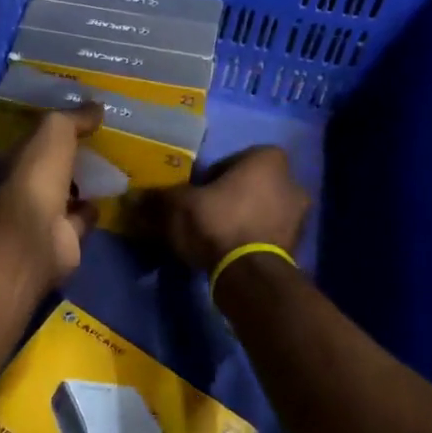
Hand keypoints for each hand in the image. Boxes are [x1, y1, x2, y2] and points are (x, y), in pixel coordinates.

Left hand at [0, 104, 103, 289]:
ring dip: (80, 186)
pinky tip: (108, 198)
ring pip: (63, 196)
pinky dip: (91, 211)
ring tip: (107, 170)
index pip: (25, 144)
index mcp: (4, 163)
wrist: (35, 238)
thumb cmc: (34, 177)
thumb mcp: (53, 132)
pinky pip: (79, 220)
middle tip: (95, 146)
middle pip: (45, 171)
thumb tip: (96, 105)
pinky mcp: (60, 241)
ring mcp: (37, 218)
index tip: (73, 124)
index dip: (46, 135)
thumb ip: (73, 118)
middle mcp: (17, 191)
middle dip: (66, 161)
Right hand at [144, 146, 309, 273]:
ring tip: (214, 236)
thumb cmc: (217, 222)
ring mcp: (299, 215)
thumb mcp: (178, 205)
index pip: (233, 160)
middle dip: (229, 196)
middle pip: (250, 185)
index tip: (196, 192)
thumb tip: (132, 197)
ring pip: (260, 209)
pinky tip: (228, 251)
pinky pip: (267, 234)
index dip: (211, 176)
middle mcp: (291, 181)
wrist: (248, 273)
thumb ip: (159, 197)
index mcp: (268, 159)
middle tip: (203, 213)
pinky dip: (251, 238)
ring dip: (241, 218)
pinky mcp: (297, 245)